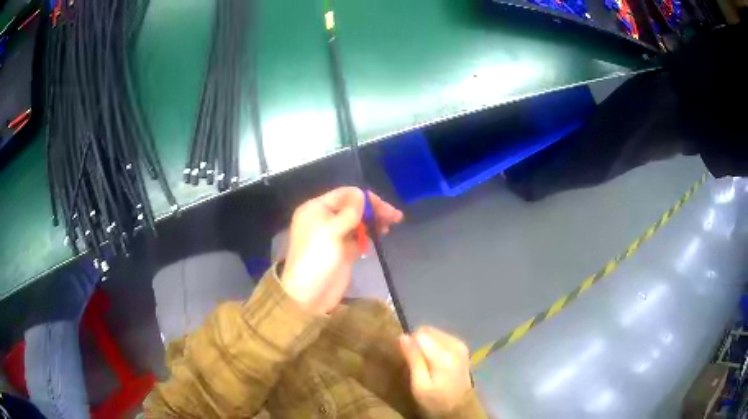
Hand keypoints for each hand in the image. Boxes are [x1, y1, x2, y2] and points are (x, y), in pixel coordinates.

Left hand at [280, 187, 402, 314]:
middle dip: (373, 210)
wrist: (310, 294)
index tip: (382, 207)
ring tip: (390, 225)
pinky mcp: (343, 250)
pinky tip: (381, 235)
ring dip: (374, 221)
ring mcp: (335, 235)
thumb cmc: (317, 258)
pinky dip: (369, 235)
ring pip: (358, 222)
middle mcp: (325, 218)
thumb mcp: (331, 231)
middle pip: (353, 207)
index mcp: (316, 209)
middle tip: (395, 216)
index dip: (364, 198)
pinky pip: (359, 237)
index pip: (343, 195)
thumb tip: (362, 194)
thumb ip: (349, 212)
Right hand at [400, 327, 472, 414]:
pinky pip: (442, 337)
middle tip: (415, 363)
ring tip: (424, 363)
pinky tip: (434, 361)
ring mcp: (460, 345)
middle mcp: (455, 345)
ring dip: (426, 344)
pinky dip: (434, 346)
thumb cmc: (435, 400)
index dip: (409, 344)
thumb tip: (403, 336)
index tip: (407, 360)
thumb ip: (413, 359)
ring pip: (434, 333)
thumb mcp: (419, 385)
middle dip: (417, 343)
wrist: (459, 408)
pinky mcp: (462, 347)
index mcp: (444, 355)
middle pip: (428, 330)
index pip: (420, 334)